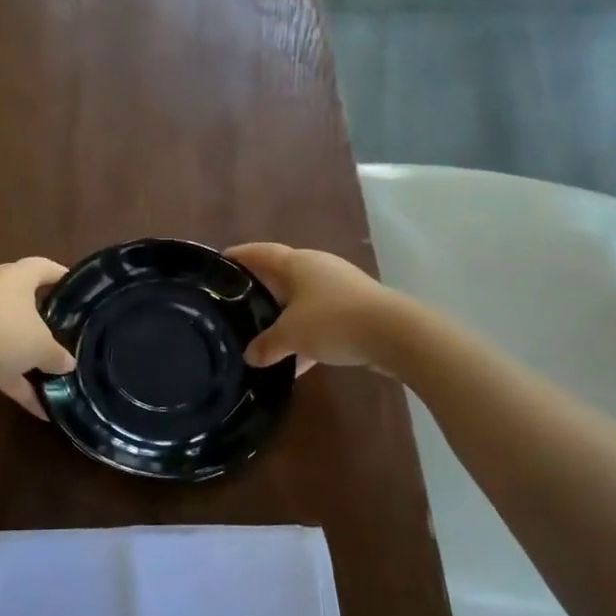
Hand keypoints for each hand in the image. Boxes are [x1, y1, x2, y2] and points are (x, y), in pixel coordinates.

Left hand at [0, 258, 75, 417]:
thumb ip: (58, 355)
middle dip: (41, 320)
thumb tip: (68, 364)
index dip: (60, 275)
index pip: (42, 267)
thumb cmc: (6, 332)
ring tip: (52, 377)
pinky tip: (36, 406)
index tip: (76, 288)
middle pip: (22, 300)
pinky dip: (12, 378)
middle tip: (63, 333)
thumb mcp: (42, 346)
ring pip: (6, 332)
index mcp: (14, 276)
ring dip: (26, 356)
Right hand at [227, 243, 400, 370]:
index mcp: (297, 263)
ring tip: (264, 337)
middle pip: (281, 275)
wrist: (394, 334)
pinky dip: (307, 336)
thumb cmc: (333, 321)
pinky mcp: (356, 309)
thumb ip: (267, 345)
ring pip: (302, 301)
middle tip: (237, 303)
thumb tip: (250, 356)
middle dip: (261, 289)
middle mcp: (317, 268)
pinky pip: (321, 320)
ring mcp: (340, 288)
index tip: (221, 261)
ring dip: (285, 317)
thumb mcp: (291, 335)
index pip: (261, 253)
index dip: (241, 256)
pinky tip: (297, 362)